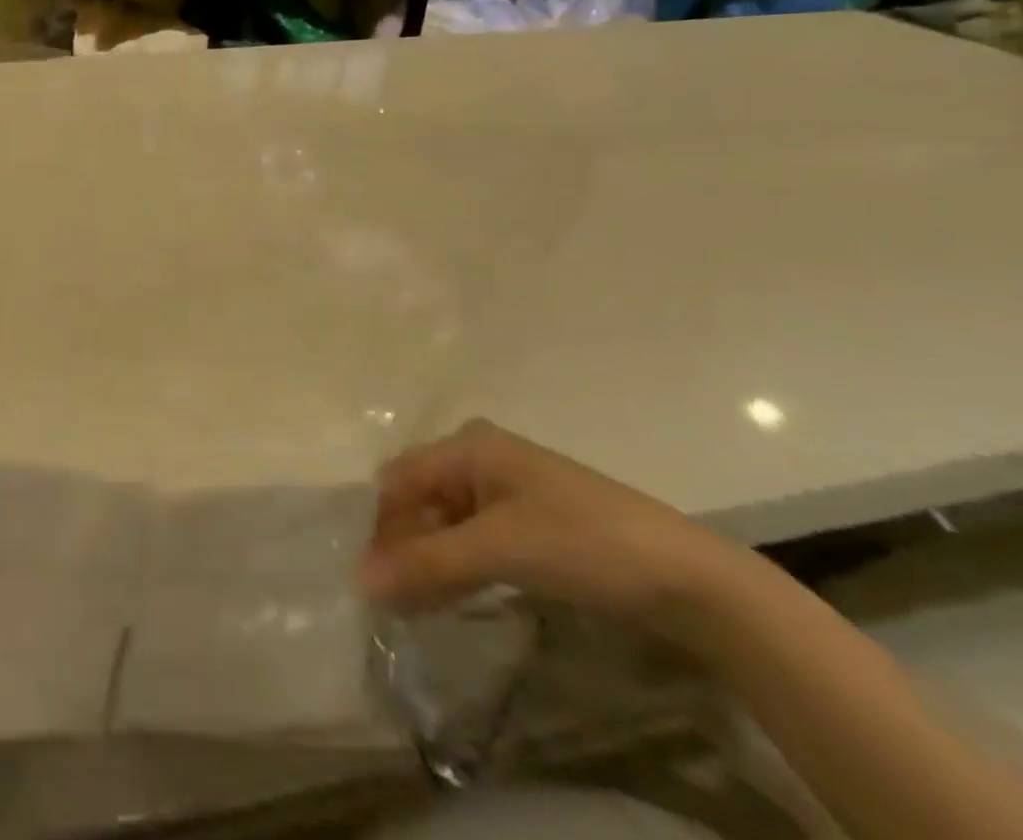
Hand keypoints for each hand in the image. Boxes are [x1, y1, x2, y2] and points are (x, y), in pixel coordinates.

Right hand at [363, 420, 749, 644]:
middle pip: (420, 498)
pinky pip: (475, 538)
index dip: (380, 527)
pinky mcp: (531, 523)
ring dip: (428, 560)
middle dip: (402, 545)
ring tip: (414, 606)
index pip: (399, 480)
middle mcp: (480, 458)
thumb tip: (360, 582)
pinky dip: (458, 566)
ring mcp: (508, 490)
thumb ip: (426, 564)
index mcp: (467, 445)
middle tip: (391, 599)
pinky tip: (452, 596)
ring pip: (446, 521)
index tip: (369, 579)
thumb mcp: (498, 550)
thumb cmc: (583, 544)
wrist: (692, 581)